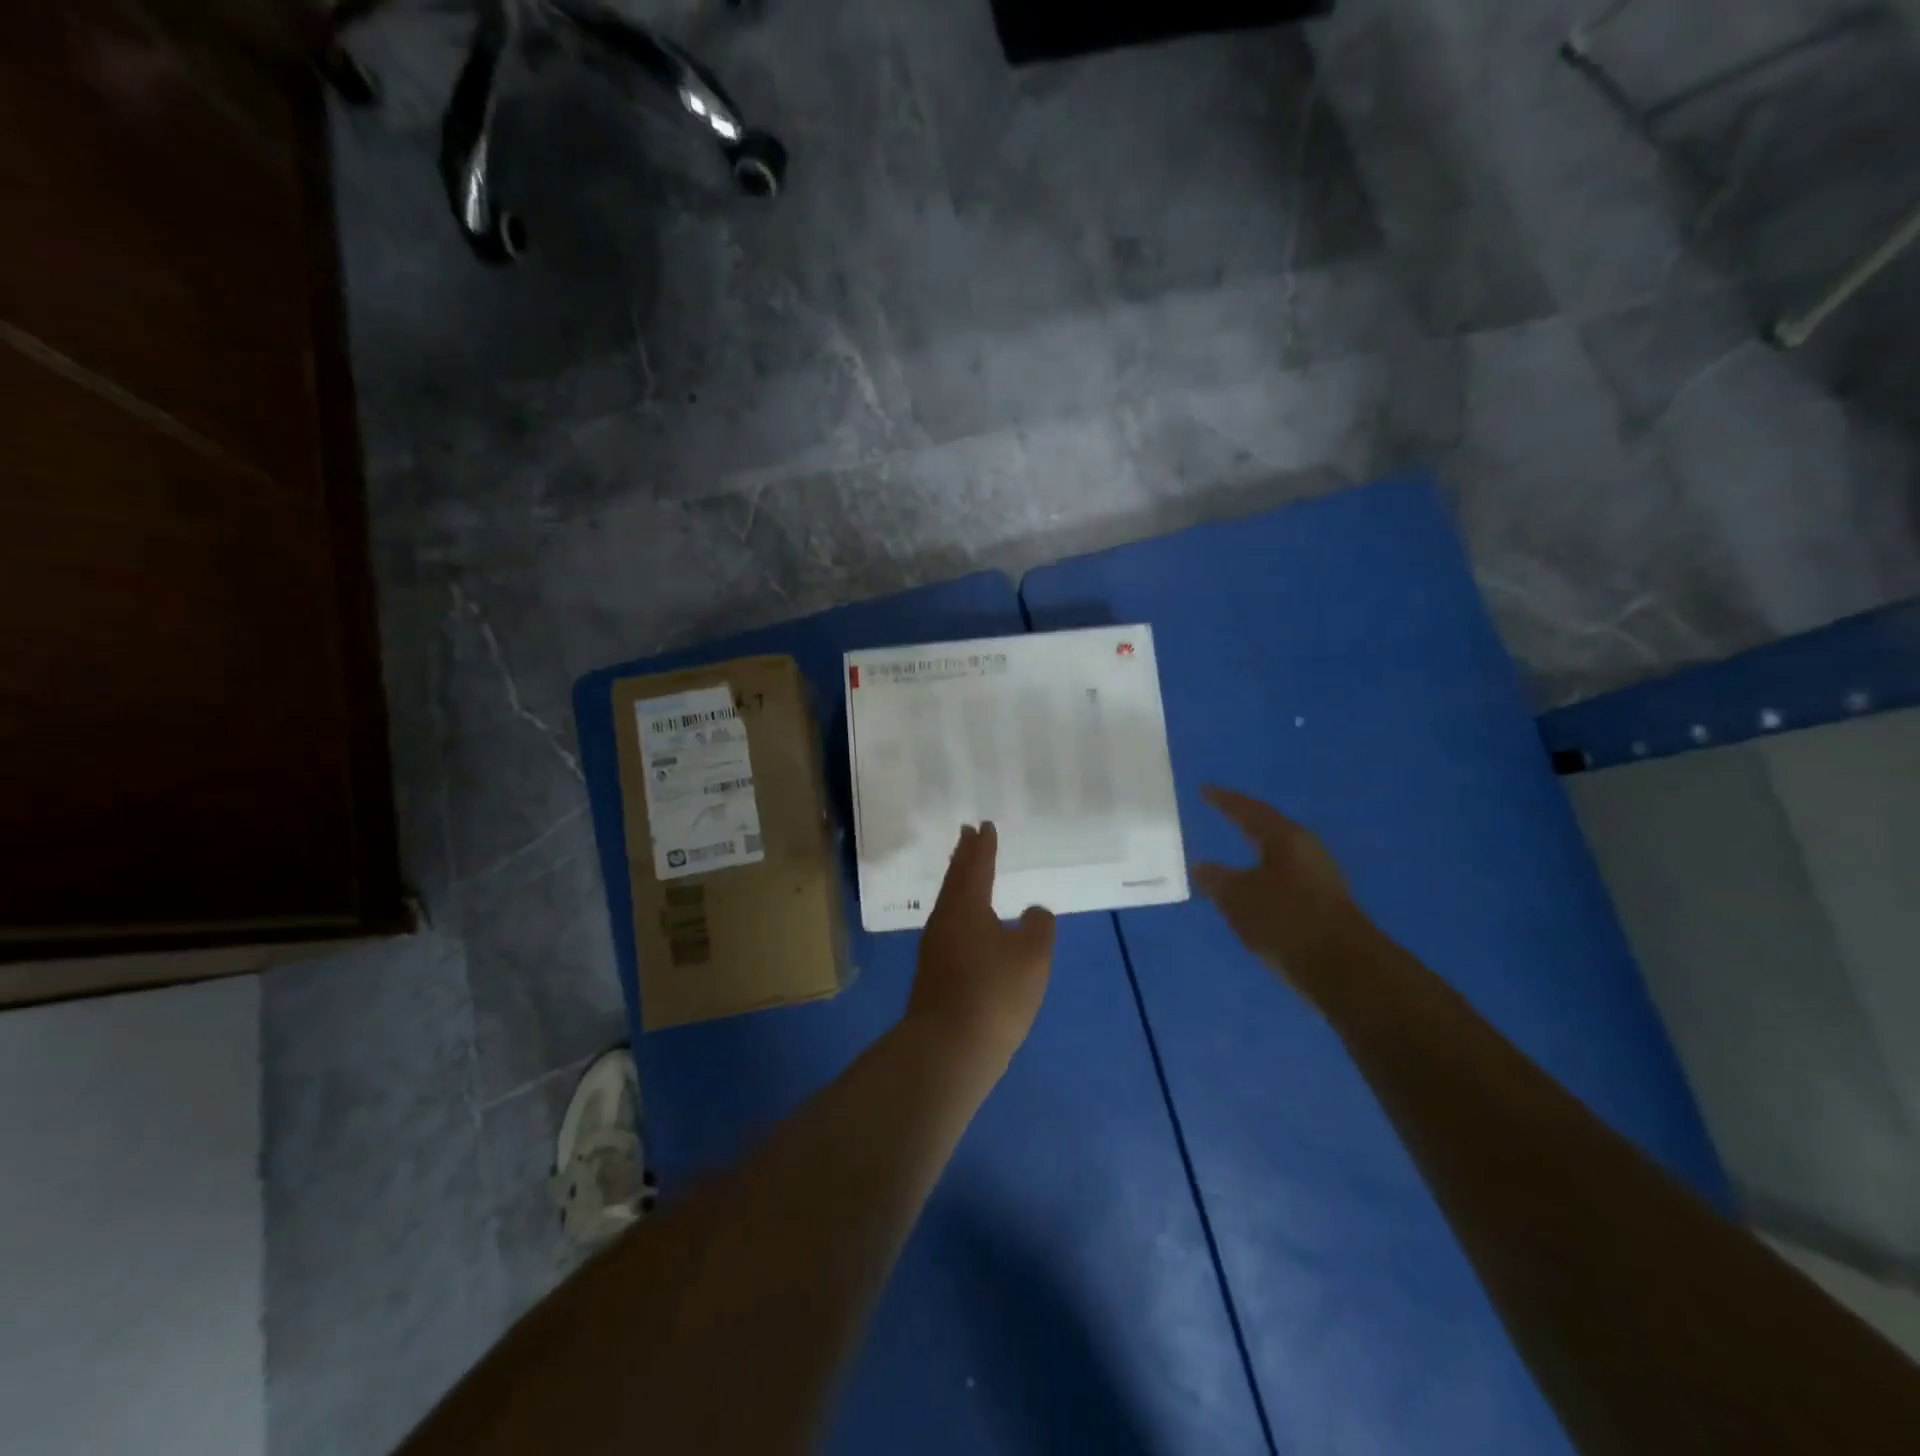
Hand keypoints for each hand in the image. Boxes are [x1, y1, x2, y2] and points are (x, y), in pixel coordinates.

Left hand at [907, 823, 1055, 1069]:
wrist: (947, 1050)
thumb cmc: (994, 994)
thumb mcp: (1032, 956)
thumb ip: (1038, 926)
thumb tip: (1034, 911)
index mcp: (966, 906)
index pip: (976, 865)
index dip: (983, 845)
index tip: (983, 825)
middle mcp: (945, 919)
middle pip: (955, 879)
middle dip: (963, 856)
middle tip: (967, 834)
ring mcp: (935, 948)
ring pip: (949, 903)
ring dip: (960, 883)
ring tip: (968, 872)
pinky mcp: (934, 974)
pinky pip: (950, 926)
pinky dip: (961, 911)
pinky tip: (970, 924)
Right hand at [1192, 786, 1372, 989]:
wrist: (1343, 968)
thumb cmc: (1286, 919)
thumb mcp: (1238, 898)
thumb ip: (1215, 879)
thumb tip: (1200, 866)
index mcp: (1286, 838)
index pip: (1249, 811)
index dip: (1225, 801)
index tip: (1205, 790)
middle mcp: (1306, 851)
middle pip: (1268, 829)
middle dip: (1244, 822)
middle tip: (1221, 812)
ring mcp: (1318, 878)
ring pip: (1277, 856)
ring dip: (1254, 853)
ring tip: (1232, 851)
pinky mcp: (1321, 905)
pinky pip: (1282, 880)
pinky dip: (1262, 877)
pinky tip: (1251, 889)